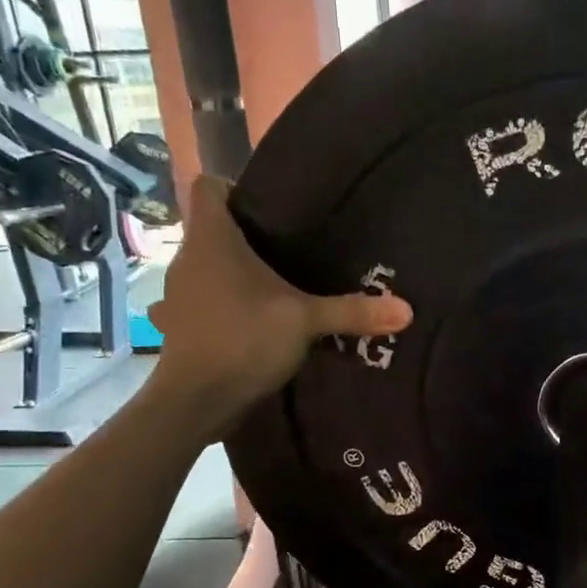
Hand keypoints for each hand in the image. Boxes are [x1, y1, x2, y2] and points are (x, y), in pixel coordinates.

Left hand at [146, 177, 410, 427]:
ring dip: (234, 274)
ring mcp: (178, 294)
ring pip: (208, 267)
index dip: (235, 188)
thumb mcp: (306, 322)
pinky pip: (204, 301)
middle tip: (291, 250)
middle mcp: (188, 258)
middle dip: (247, 236)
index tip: (271, 208)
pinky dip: (224, 305)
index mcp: (212, 239)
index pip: (208, 187)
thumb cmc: (244, 341)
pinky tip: (251, 321)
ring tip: (275, 287)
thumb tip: (407, 309)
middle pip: (213, 229)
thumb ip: (353, 311)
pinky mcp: (181, 325)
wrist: (196, 400)